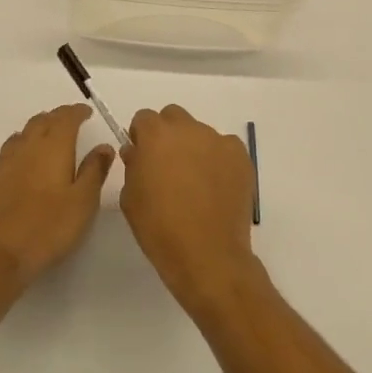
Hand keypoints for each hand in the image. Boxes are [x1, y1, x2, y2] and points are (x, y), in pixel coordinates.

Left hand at [0, 105, 114, 286]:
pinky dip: (26, 139)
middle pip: (44, 120)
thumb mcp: (83, 201)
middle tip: (74, 120)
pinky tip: (28, 152)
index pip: (65, 118)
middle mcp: (30, 146)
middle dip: (60, 116)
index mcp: (54, 147)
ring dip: (42, 125)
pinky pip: (14, 144)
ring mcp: (10, 160)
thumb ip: (94, 170)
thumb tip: (104, 146)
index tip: (88, 112)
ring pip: (27, 130)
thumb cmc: (50, 227)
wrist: (2, 252)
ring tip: (53, 132)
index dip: (77, 112)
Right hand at [119, 105, 257, 312]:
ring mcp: (218, 141)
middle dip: (168, 135)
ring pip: (200, 133)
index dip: (142, 137)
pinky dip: (218, 160)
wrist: (207, 255)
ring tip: (196, 182)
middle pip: (173, 117)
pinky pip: (224, 148)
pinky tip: (215, 187)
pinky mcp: (240, 156)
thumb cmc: (159, 228)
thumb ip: (133, 165)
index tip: (143, 158)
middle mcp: (188, 129)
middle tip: (168, 166)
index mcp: (156, 135)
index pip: (144, 119)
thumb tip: (138, 152)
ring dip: (193, 148)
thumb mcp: (130, 197)